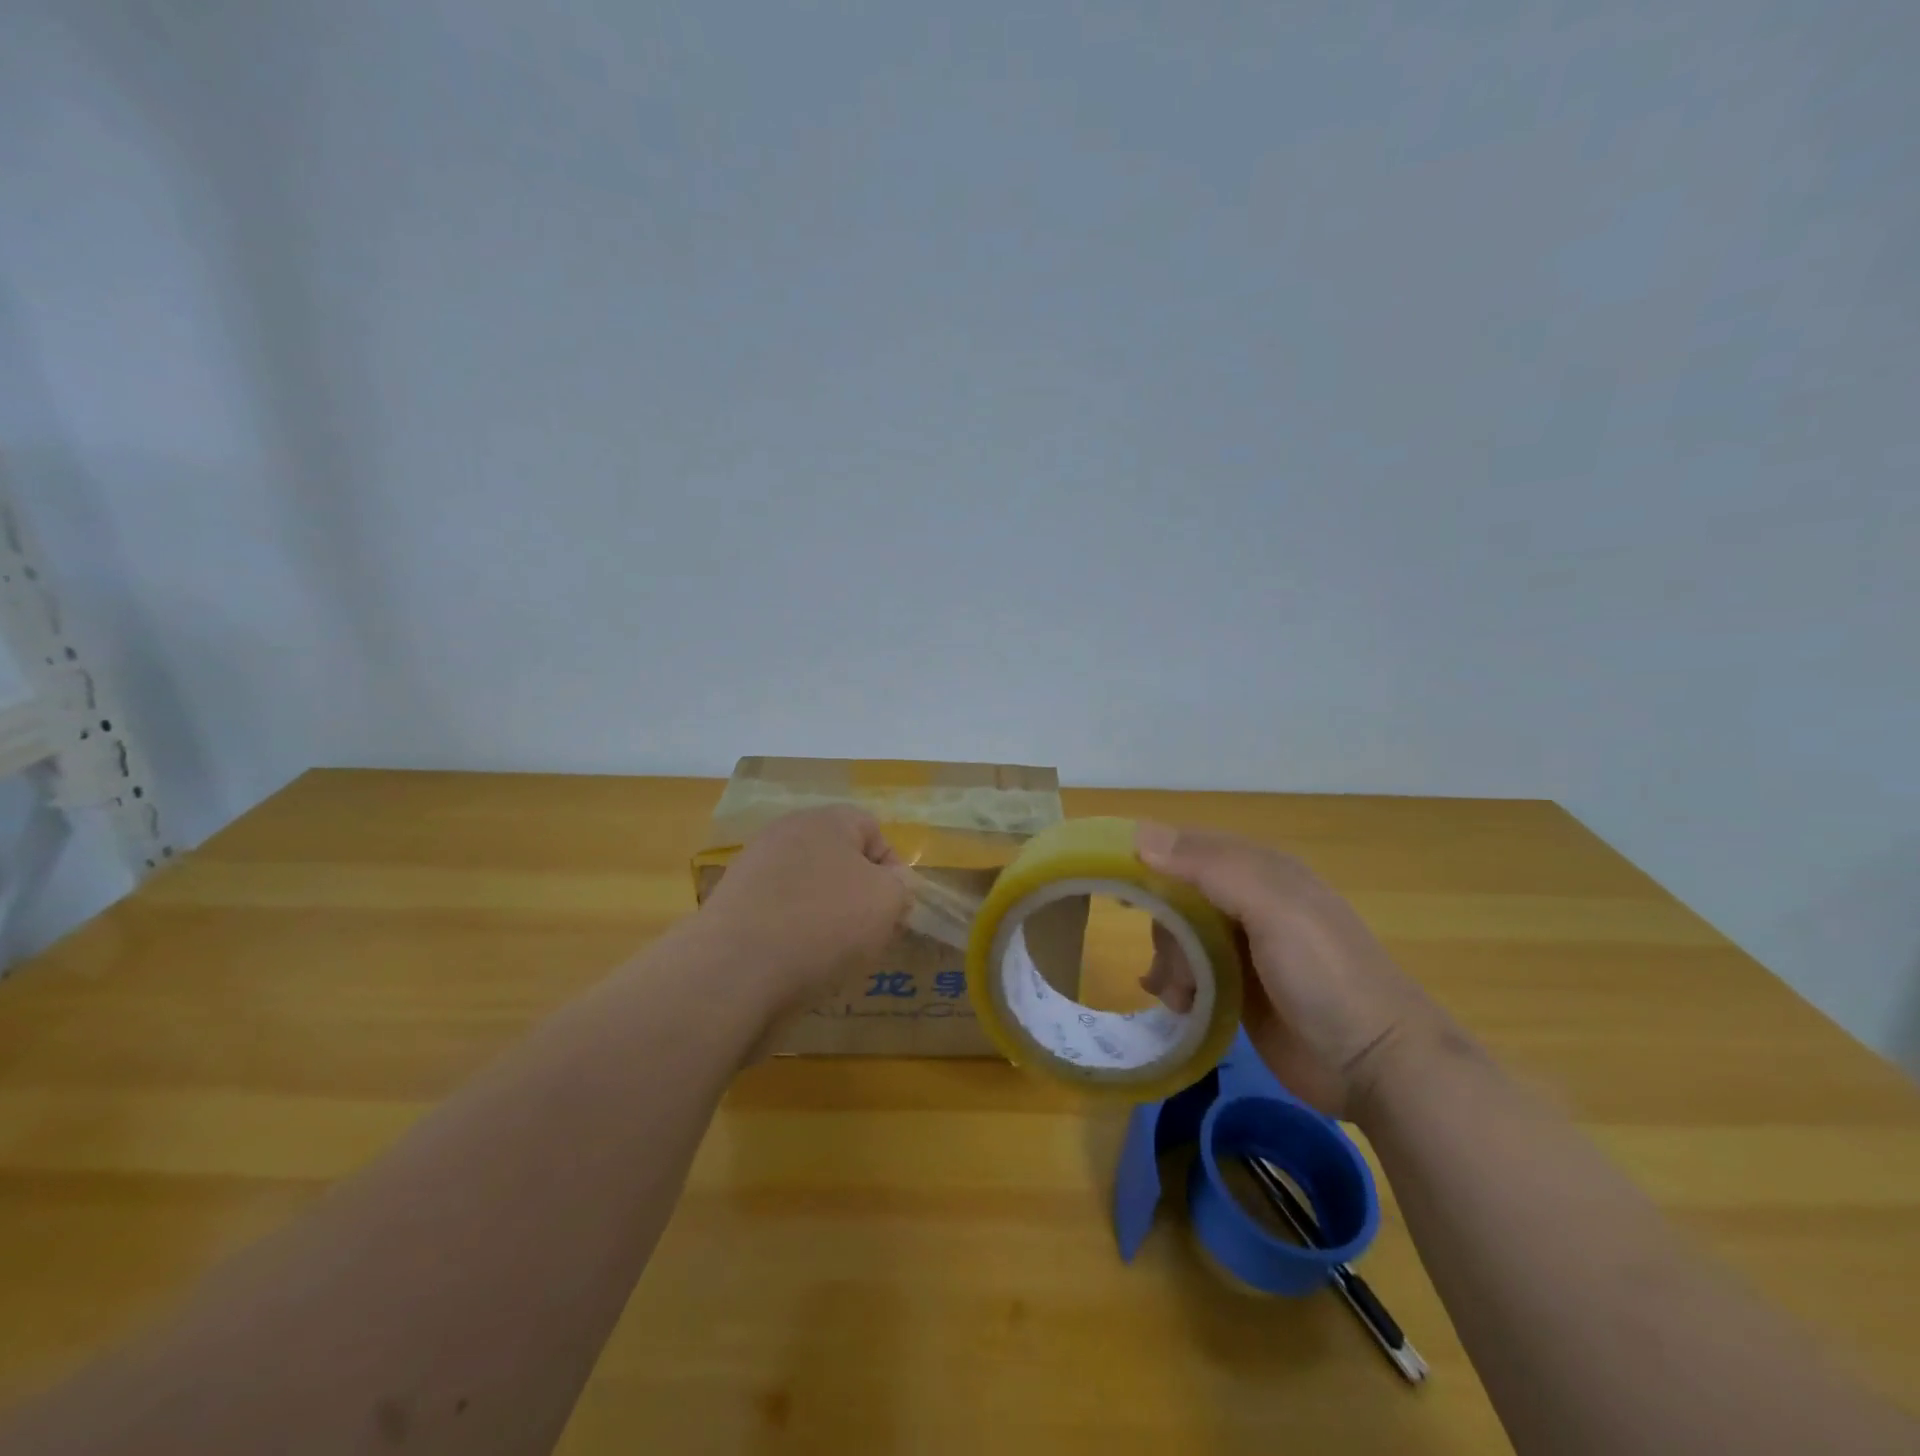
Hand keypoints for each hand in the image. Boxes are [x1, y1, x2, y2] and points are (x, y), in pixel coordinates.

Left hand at [699, 807, 910, 1014]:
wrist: (735, 970)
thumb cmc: (824, 923)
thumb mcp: (887, 901)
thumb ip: (900, 885)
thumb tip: (890, 883)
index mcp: (825, 820)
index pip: (872, 830)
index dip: (892, 869)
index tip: (895, 909)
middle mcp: (785, 834)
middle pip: (838, 860)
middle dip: (858, 895)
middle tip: (869, 933)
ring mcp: (753, 869)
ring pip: (808, 889)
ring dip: (826, 916)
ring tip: (833, 954)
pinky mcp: (731, 906)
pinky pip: (778, 914)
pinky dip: (792, 934)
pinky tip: (796, 963)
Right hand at [1135, 822, 1443, 1120]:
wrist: (1376, 1067)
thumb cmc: (1326, 976)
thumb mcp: (1273, 909)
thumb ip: (1210, 868)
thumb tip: (1139, 836)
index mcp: (1260, 870)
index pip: (1188, 848)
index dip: (1149, 860)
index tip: (1114, 885)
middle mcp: (1248, 902)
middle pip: (1176, 896)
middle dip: (1165, 929)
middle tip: (1175, 966)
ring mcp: (1243, 948)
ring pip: (1178, 936)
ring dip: (1170, 963)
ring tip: (1182, 997)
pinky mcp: (1238, 989)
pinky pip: (1188, 972)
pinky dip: (1176, 985)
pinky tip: (1179, 1005)